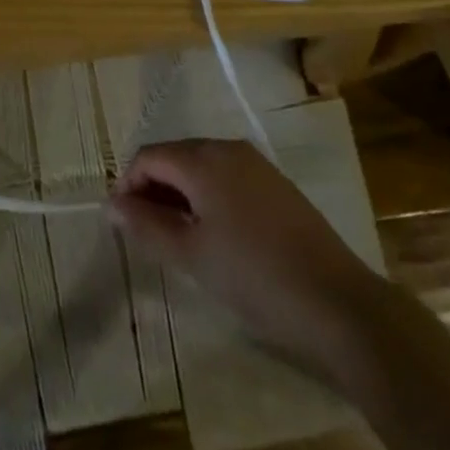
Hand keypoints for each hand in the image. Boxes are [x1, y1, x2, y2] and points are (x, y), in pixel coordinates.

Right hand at [108, 139, 370, 372]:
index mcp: (203, 158)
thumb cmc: (253, 276)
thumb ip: (146, 225)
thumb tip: (112, 203)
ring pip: (201, 167)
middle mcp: (228, 148)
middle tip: (145, 233)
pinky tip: (213, 234)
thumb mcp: (191, 255)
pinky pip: (227, 177)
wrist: (337, 301)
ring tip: (176, 238)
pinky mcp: (276, 184)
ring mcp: (256, 163)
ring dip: (180, 194)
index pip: (148, 156)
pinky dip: (208, 197)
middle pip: (175, 156)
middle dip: (153, 188)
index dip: (128, 185)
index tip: (121, 224)